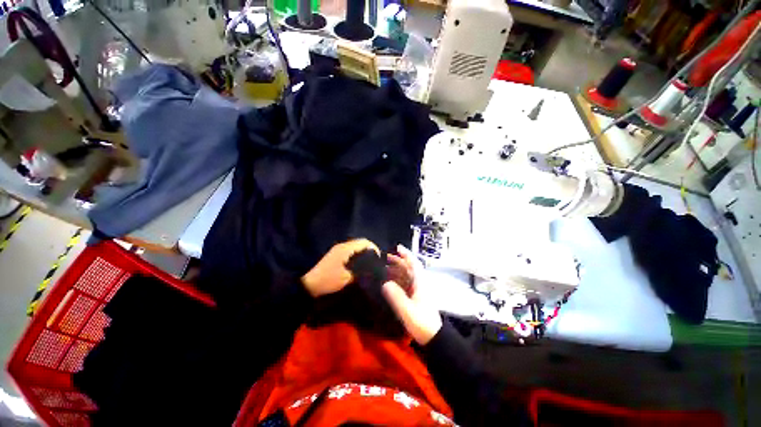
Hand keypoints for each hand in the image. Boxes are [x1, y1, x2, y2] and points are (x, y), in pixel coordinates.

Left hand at [302, 239, 379, 296]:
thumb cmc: (329, 280)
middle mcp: (343, 246)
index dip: (374, 248)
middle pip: (361, 242)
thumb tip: (373, 269)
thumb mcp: (347, 278)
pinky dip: (358, 255)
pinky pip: (351, 250)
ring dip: (364, 252)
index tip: (379, 259)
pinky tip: (360, 264)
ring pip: (356, 246)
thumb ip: (361, 272)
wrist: (310, 284)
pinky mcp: (336, 254)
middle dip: (370, 250)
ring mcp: (339, 249)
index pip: (364, 242)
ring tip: (370, 263)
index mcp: (346, 249)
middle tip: (376, 261)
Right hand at [382, 245, 441, 344]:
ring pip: (407, 275)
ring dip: (397, 269)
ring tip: (385, 267)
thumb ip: (396, 296)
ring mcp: (418, 291)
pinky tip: (390, 282)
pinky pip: (406, 283)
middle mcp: (420, 284)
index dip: (407, 254)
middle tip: (386, 257)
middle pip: (410, 268)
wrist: (433, 338)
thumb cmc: (422, 322)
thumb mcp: (407, 310)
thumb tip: (385, 283)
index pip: (414, 264)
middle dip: (399, 261)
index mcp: (420, 283)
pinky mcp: (416, 298)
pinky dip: (398, 279)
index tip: (398, 247)